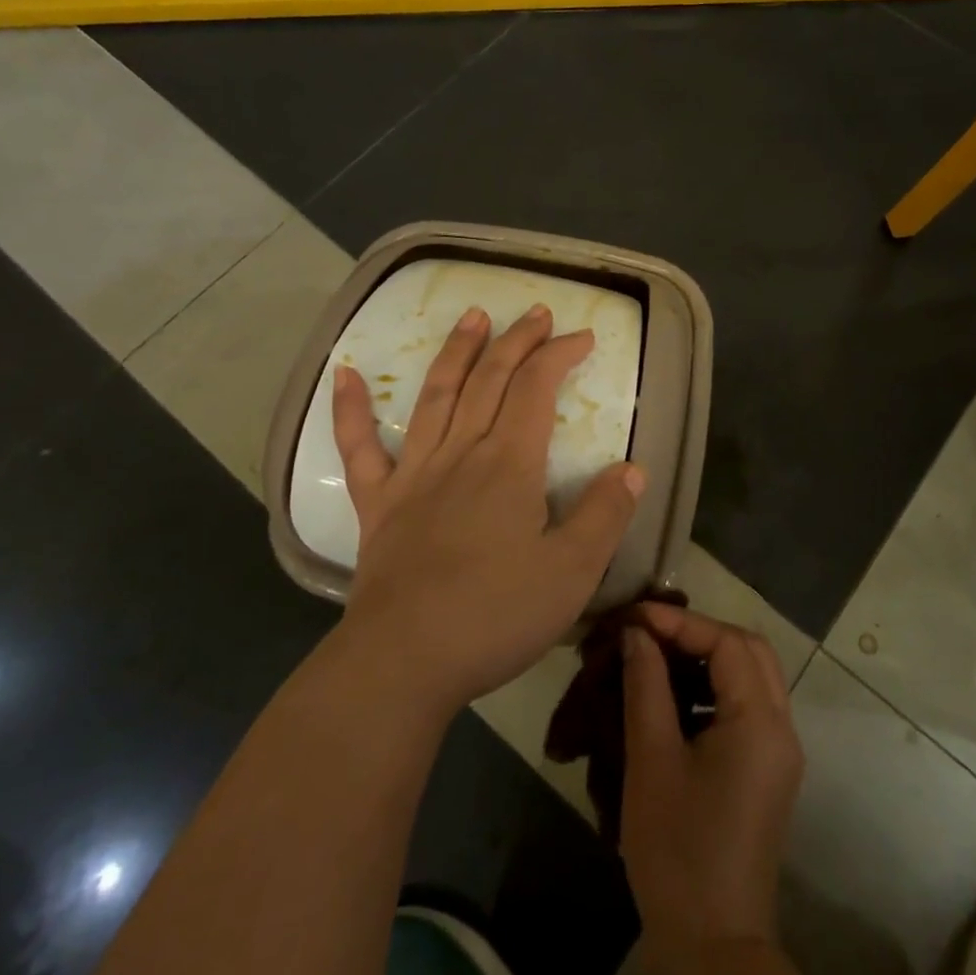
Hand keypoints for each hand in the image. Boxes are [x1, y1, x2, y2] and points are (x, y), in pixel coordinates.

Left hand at [331, 303, 645, 713]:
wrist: (403, 663)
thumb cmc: (495, 617)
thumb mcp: (572, 573)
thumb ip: (605, 515)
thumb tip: (632, 468)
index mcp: (509, 464)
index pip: (538, 389)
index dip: (560, 355)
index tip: (583, 337)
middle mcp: (461, 453)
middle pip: (490, 380)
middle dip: (517, 341)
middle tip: (535, 311)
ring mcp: (414, 475)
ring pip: (436, 396)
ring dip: (456, 352)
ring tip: (471, 316)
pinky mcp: (378, 504)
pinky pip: (359, 448)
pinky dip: (350, 409)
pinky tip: (343, 373)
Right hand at [620, 603, 805, 970]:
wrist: (713, 947)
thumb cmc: (679, 851)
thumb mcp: (652, 760)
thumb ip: (645, 685)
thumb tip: (636, 634)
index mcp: (761, 722)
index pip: (727, 642)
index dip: (681, 622)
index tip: (635, 618)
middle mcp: (782, 728)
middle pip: (750, 650)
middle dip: (701, 632)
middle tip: (653, 633)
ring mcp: (779, 752)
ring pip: (753, 675)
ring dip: (710, 657)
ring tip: (660, 657)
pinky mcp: (768, 772)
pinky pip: (748, 705)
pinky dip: (716, 687)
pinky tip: (677, 697)